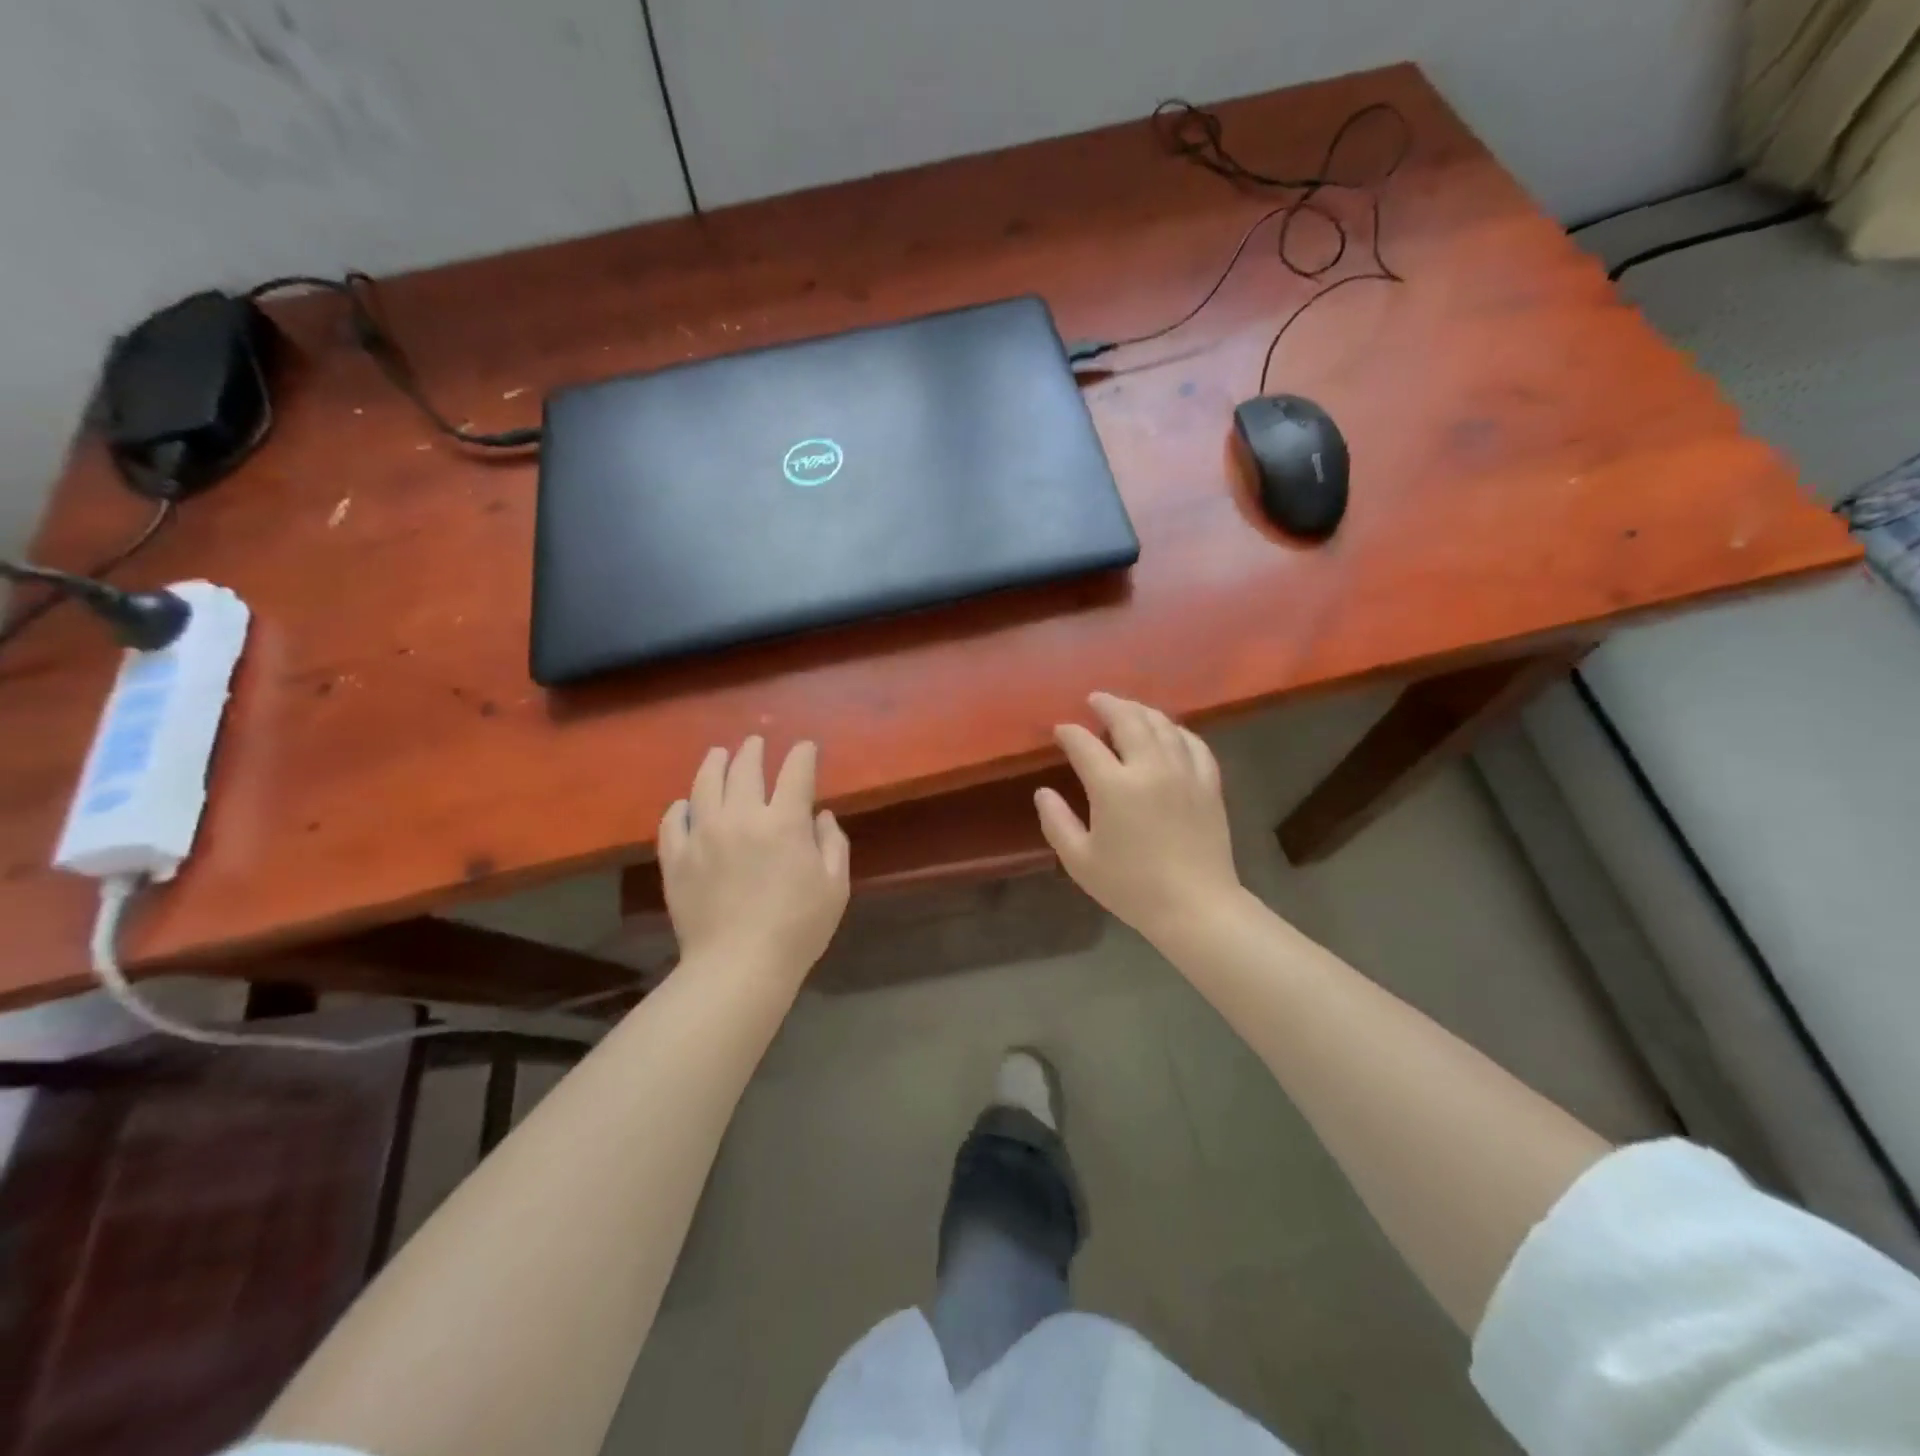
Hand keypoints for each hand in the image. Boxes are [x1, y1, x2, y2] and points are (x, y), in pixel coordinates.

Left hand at [659, 737, 850, 983]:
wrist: (738, 966)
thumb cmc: (798, 928)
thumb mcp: (835, 887)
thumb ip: (833, 844)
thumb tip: (820, 816)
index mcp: (784, 822)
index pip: (796, 772)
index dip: (803, 754)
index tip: (806, 748)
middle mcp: (741, 817)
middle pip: (745, 768)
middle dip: (754, 750)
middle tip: (756, 743)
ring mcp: (702, 835)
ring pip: (704, 784)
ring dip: (714, 764)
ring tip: (719, 755)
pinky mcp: (676, 858)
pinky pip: (672, 820)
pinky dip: (680, 807)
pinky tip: (685, 805)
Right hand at [1036, 693, 1241, 944]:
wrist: (1195, 906)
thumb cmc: (1131, 886)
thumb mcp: (1080, 860)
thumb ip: (1056, 822)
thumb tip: (1043, 792)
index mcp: (1114, 786)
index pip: (1085, 744)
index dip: (1069, 733)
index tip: (1060, 730)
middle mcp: (1150, 768)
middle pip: (1128, 719)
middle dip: (1108, 705)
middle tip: (1095, 700)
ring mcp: (1184, 772)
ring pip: (1163, 725)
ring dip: (1141, 710)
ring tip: (1128, 709)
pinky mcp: (1208, 783)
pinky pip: (1194, 743)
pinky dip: (1177, 730)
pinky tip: (1170, 731)